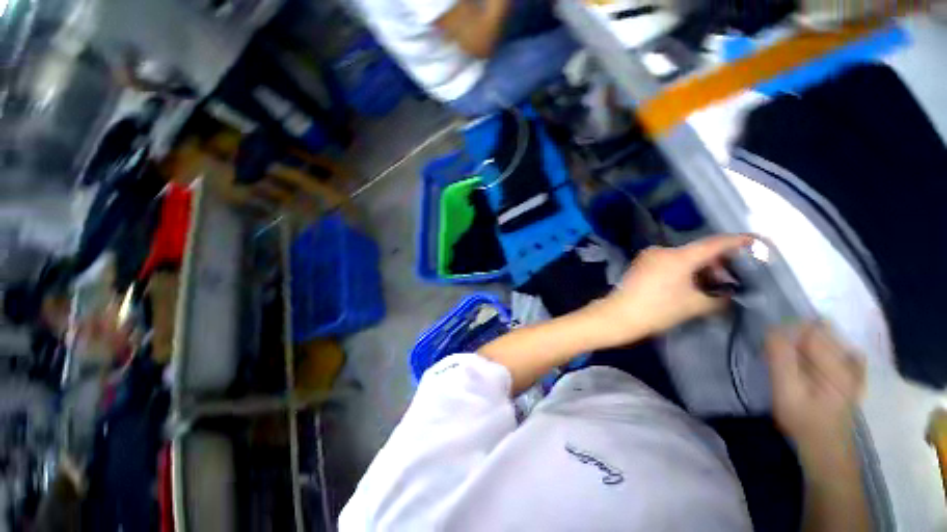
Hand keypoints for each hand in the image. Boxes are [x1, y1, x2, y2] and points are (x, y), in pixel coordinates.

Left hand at [593, 234, 752, 343]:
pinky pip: (669, 263)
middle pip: (698, 251)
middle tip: (730, 282)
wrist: (618, 315)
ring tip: (710, 288)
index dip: (739, 242)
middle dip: (717, 265)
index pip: (715, 243)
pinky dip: (683, 271)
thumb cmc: (657, 310)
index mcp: (678, 256)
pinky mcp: (640, 264)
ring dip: (700, 269)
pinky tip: (689, 286)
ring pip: (683, 257)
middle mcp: (662, 250)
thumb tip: (728, 296)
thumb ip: (718, 299)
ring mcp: (649, 256)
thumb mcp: (694, 306)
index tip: (758, 242)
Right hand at [766, 323, 864, 451]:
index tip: (773, 348)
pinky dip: (821, 349)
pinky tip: (813, 363)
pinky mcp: (855, 371)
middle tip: (782, 360)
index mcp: (836, 364)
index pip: (810, 329)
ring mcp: (856, 366)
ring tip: (794, 364)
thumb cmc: (804, 420)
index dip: (787, 333)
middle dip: (796, 337)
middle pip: (820, 330)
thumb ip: (781, 359)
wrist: (827, 447)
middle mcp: (851, 359)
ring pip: (827, 337)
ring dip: (806, 343)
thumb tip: (773, 329)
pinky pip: (838, 348)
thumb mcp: (786, 391)